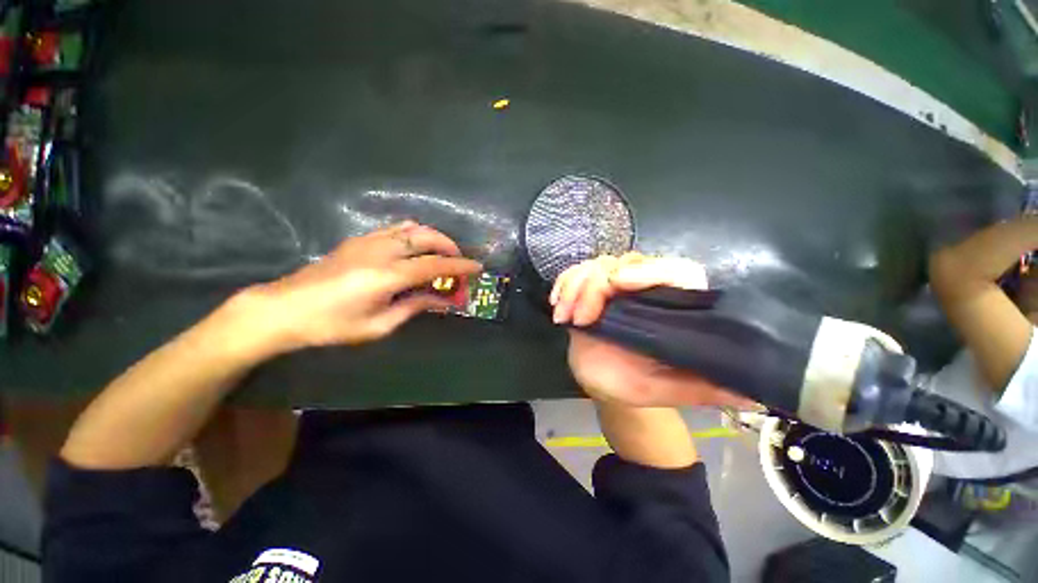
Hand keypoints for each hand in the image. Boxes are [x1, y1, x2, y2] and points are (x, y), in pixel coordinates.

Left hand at [241, 221, 480, 355]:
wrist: (284, 308)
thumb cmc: (332, 325)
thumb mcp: (378, 325)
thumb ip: (415, 307)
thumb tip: (442, 300)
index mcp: (388, 276)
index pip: (435, 266)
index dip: (460, 266)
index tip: (477, 267)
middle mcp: (381, 251)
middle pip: (426, 237)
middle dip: (449, 246)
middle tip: (459, 261)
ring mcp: (368, 241)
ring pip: (411, 228)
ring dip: (433, 237)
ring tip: (441, 254)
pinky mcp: (359, 240)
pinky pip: (395, 229)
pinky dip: (414, 234)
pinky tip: (415, 249)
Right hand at [552, 252, 753, 407]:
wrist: (605, 383)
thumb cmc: (639, 384)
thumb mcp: (671, 389)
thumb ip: (707, 387)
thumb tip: (757, 390)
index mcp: (674, 307)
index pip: (678, 271)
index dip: (651, 271)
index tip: (620, 284)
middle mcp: (647, 289)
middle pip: (627, 262)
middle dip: (596, 285)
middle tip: (582, 317)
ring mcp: (615, 287)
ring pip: (597, 264)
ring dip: (575, 286)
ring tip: (565, 316)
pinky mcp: (590, 289)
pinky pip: (576, 273)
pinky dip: (563, 284)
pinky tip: (558, 306)